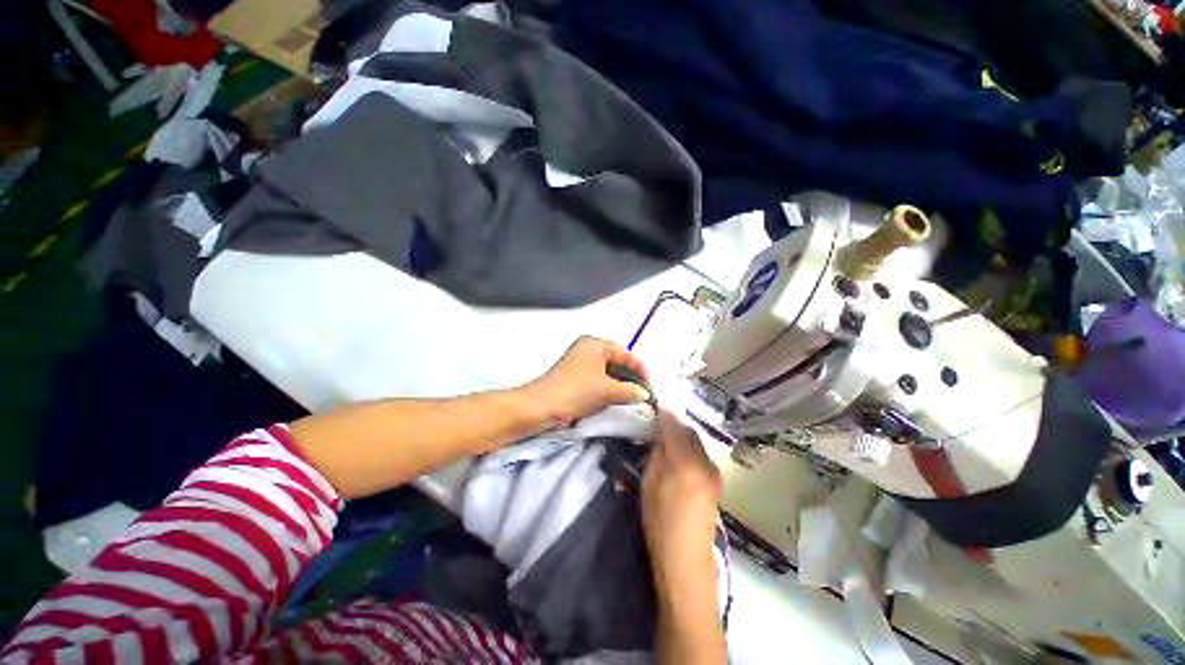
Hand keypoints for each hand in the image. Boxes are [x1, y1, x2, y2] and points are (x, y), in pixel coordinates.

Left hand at [525, 336, 650, 428]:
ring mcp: (579, 364)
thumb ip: (630, 390)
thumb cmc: (575, 391)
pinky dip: (607, 390)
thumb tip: (644, 394)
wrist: (541, 407)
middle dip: (629, 378)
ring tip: (631, 400)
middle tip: (642, 394)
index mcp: (595, 344)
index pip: (624, 353)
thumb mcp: (607, 390)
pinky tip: (615, 401)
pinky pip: (597, 381)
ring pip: (607, 373)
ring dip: (619, 386)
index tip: (649, 385)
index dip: (639, 368)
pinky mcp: (574, 378)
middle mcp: (587, 350)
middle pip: (616, 362)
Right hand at [642, 410, 721, 581]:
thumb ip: (656, 453)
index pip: (674, 426)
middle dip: (673, 424)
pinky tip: (677, 458)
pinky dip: (688, 449)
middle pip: (689, 431)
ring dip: (681, 437)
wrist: (686, 560)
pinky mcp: (716, 482)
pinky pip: (700, 455)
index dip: (663, 414)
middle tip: (657, 426)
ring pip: (696, 442)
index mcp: (686, 462)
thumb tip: (658, 432)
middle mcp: (705, 462)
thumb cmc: (660, 522)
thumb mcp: (650, 483)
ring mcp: (714, 472)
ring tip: (665, 441)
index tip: (653, 405)